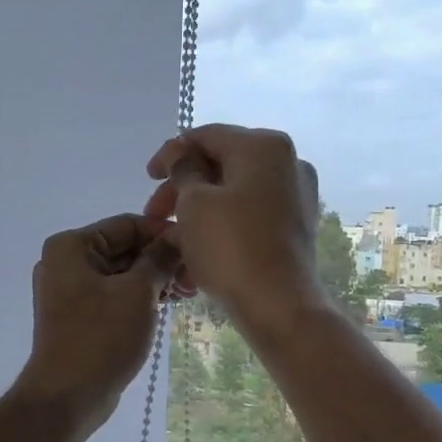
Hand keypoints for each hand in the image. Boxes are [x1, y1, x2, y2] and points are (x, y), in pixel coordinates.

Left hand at [12, 213, 179, 432]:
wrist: (67, 397)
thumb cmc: (101, 337)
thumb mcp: (138, 292)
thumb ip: (160, 258)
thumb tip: (180, 235)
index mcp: (71, 246)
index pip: (127, 224)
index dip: (164, 234)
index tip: (198, 248)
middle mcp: (65, 263)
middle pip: (124, 248)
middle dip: (161, 260)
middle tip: (197, 277)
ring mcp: (69, 292)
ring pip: (121, 274)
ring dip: (154, 280)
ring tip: (188, 293)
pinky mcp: (78, 317)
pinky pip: (114, 296)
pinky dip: (139, 298)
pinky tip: (167, 306)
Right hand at [143, 124, 325, 342]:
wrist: (278, 305)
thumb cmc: (231, 247)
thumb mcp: (194, 204)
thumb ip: (183, 170)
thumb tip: (182, 154)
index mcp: (264, 146)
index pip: (207, 136)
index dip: (170, 153)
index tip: (147, 178)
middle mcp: (287, 163)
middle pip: (221, 165)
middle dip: (182, 188)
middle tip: (153, 215)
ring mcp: (295, 196)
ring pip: (233, 194)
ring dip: (196, 211)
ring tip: (169, 239)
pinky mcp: (294, 227)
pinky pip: (248, 216)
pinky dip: (220, 226)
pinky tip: (195, 251)